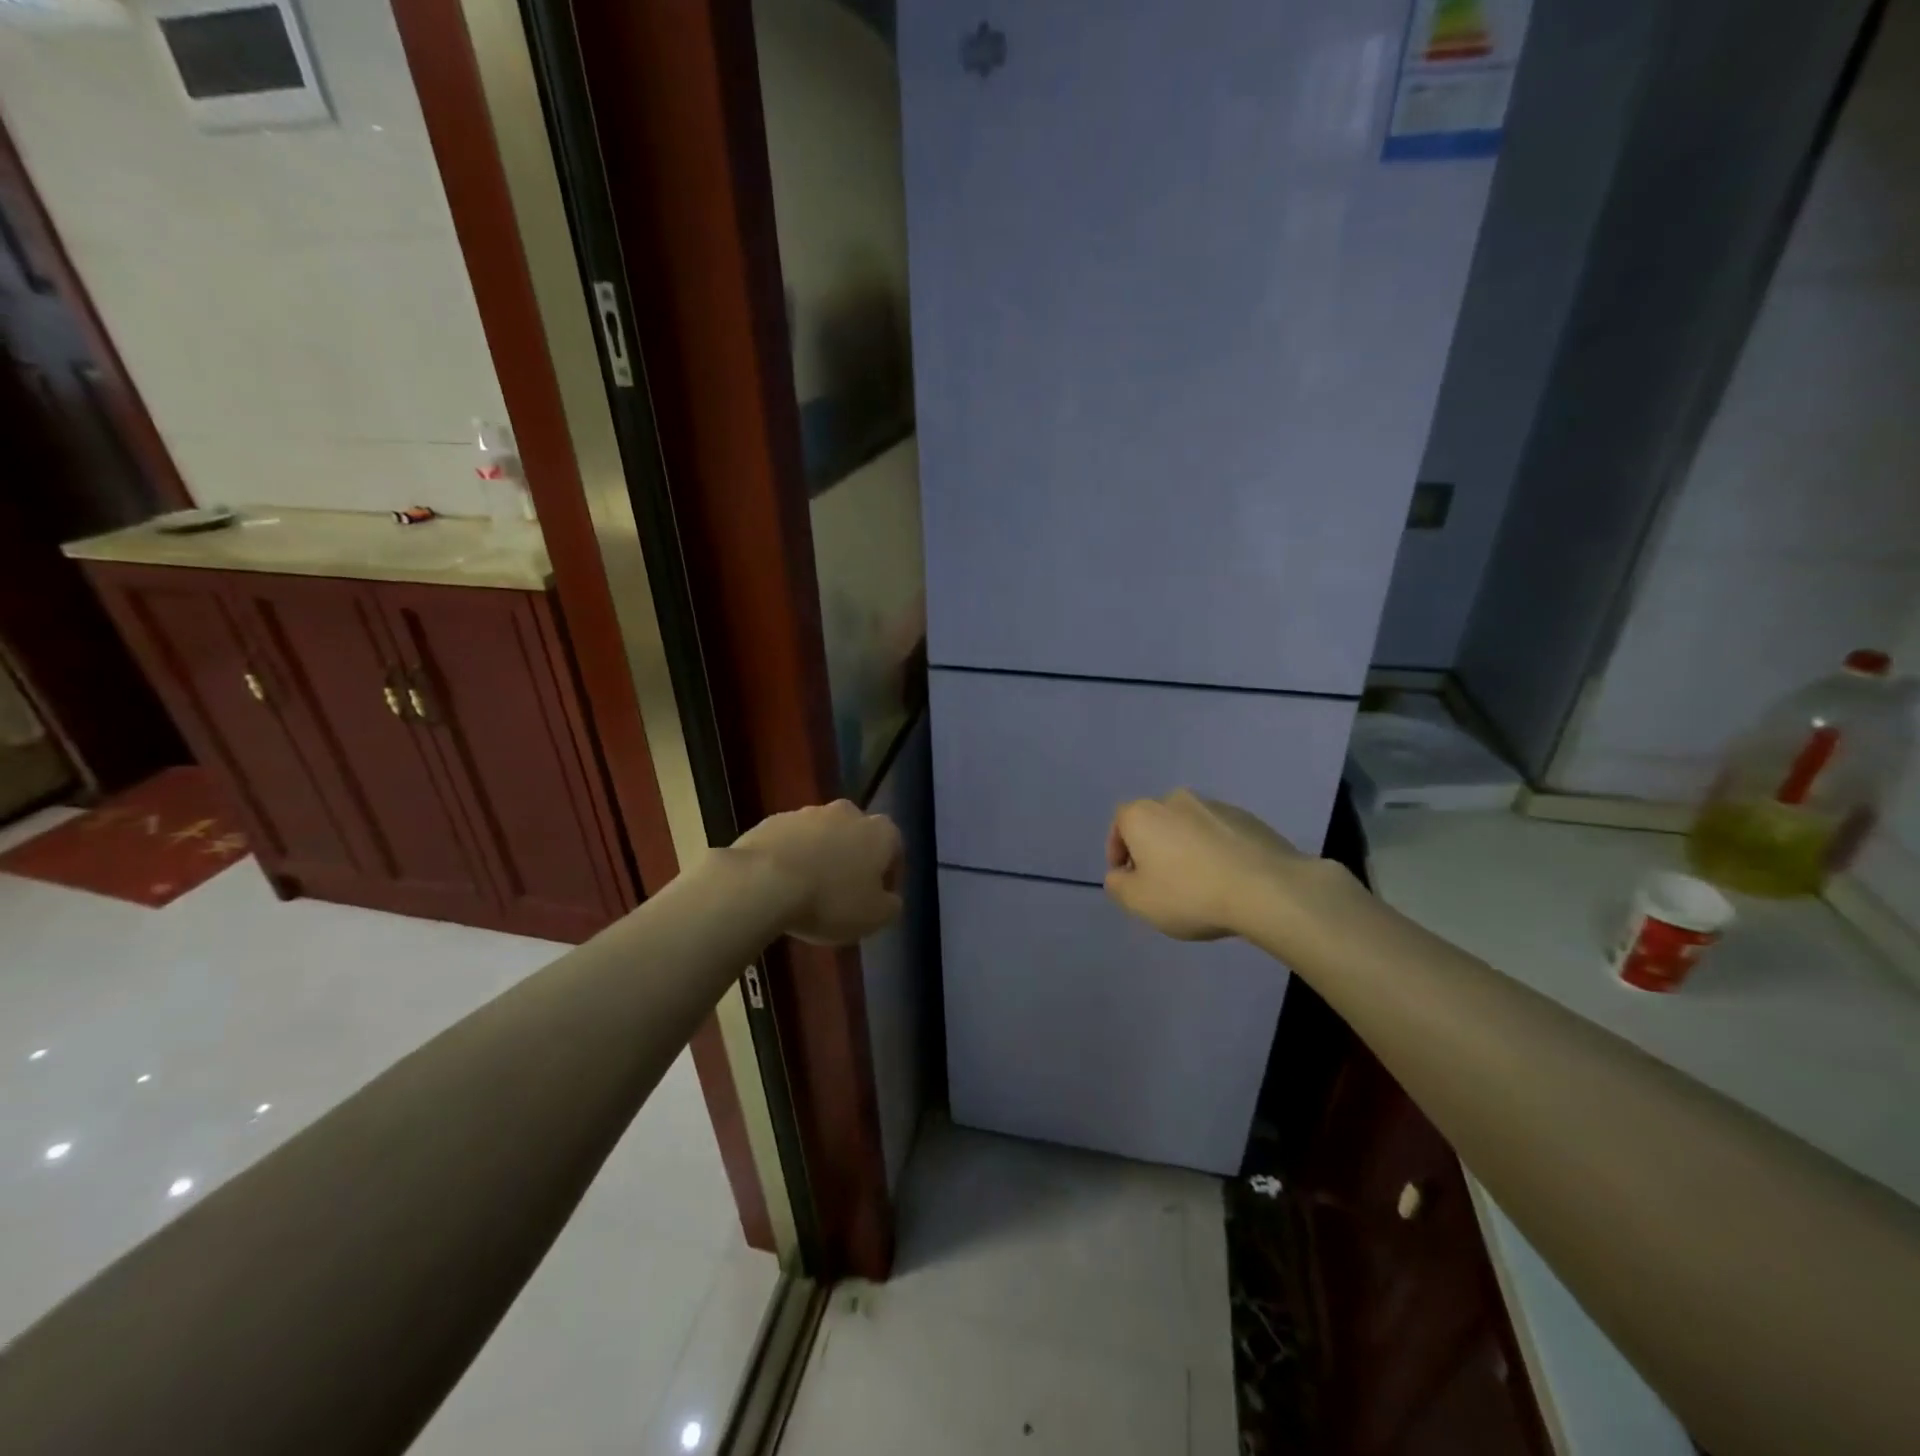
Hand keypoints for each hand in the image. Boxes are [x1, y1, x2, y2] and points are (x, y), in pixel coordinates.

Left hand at [734, 800, 904, 944]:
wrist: (762, 882)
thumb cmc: (830, 900)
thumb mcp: (874, 917)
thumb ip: (891, 906)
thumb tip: (890, 898)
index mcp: (879, 831)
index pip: (895, 849)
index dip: (889, 876)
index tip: (878, 900)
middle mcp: (847, 812)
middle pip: (856, 837)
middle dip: (853, 860)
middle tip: (843, 893)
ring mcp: (807, 812)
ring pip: (822, 836)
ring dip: (820, 857)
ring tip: (808, 891)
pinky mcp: (773, 820)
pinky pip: (790, 840)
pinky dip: (791, 857)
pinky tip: (781, 884)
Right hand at [1104, 790, 1307, 940]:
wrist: (1268, 889)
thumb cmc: (1191, 894)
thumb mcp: (1139, 902)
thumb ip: (1118, 886)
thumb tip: (1121, 874)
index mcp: (1143, 814)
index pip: (1120, 823)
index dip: (1118, 850)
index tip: (1127, 876)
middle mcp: (1176, 800)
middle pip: (1155, 822)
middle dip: (1153, 848)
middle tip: (1161, 881)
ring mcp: (1215, 806)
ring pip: (1188, 826)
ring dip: (1186, 848)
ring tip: (1198, 883)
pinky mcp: (1248, 818)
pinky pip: (1220, 833)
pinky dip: (1216, 850)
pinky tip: (1227, 879)